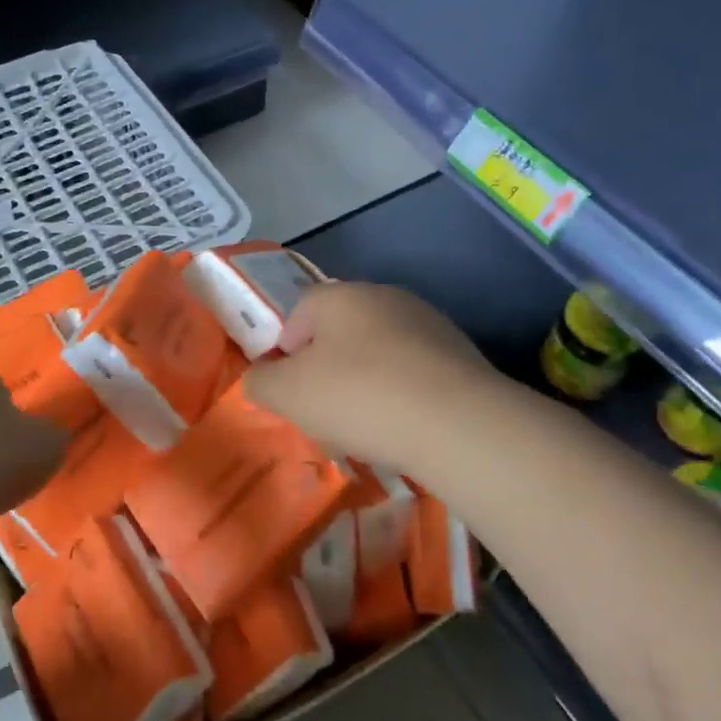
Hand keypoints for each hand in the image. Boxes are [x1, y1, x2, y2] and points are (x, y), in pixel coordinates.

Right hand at [242, 282, 498, 472]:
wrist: (458, 425)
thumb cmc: (359, 397)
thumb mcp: (288, 394)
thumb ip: (261, 381)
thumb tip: (259, 377)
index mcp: (340, 295)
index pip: (298, 311)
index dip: (286, 349)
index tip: (291, 388)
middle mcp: (385, 297)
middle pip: (340, 328)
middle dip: (327, 364)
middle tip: (324, 407)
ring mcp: (428, 322)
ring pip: (379, 349)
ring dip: (366, 378)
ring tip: (366, 422)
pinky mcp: (460, 354)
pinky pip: (414, 369)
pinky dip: (402, 390)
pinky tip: (403, 423)